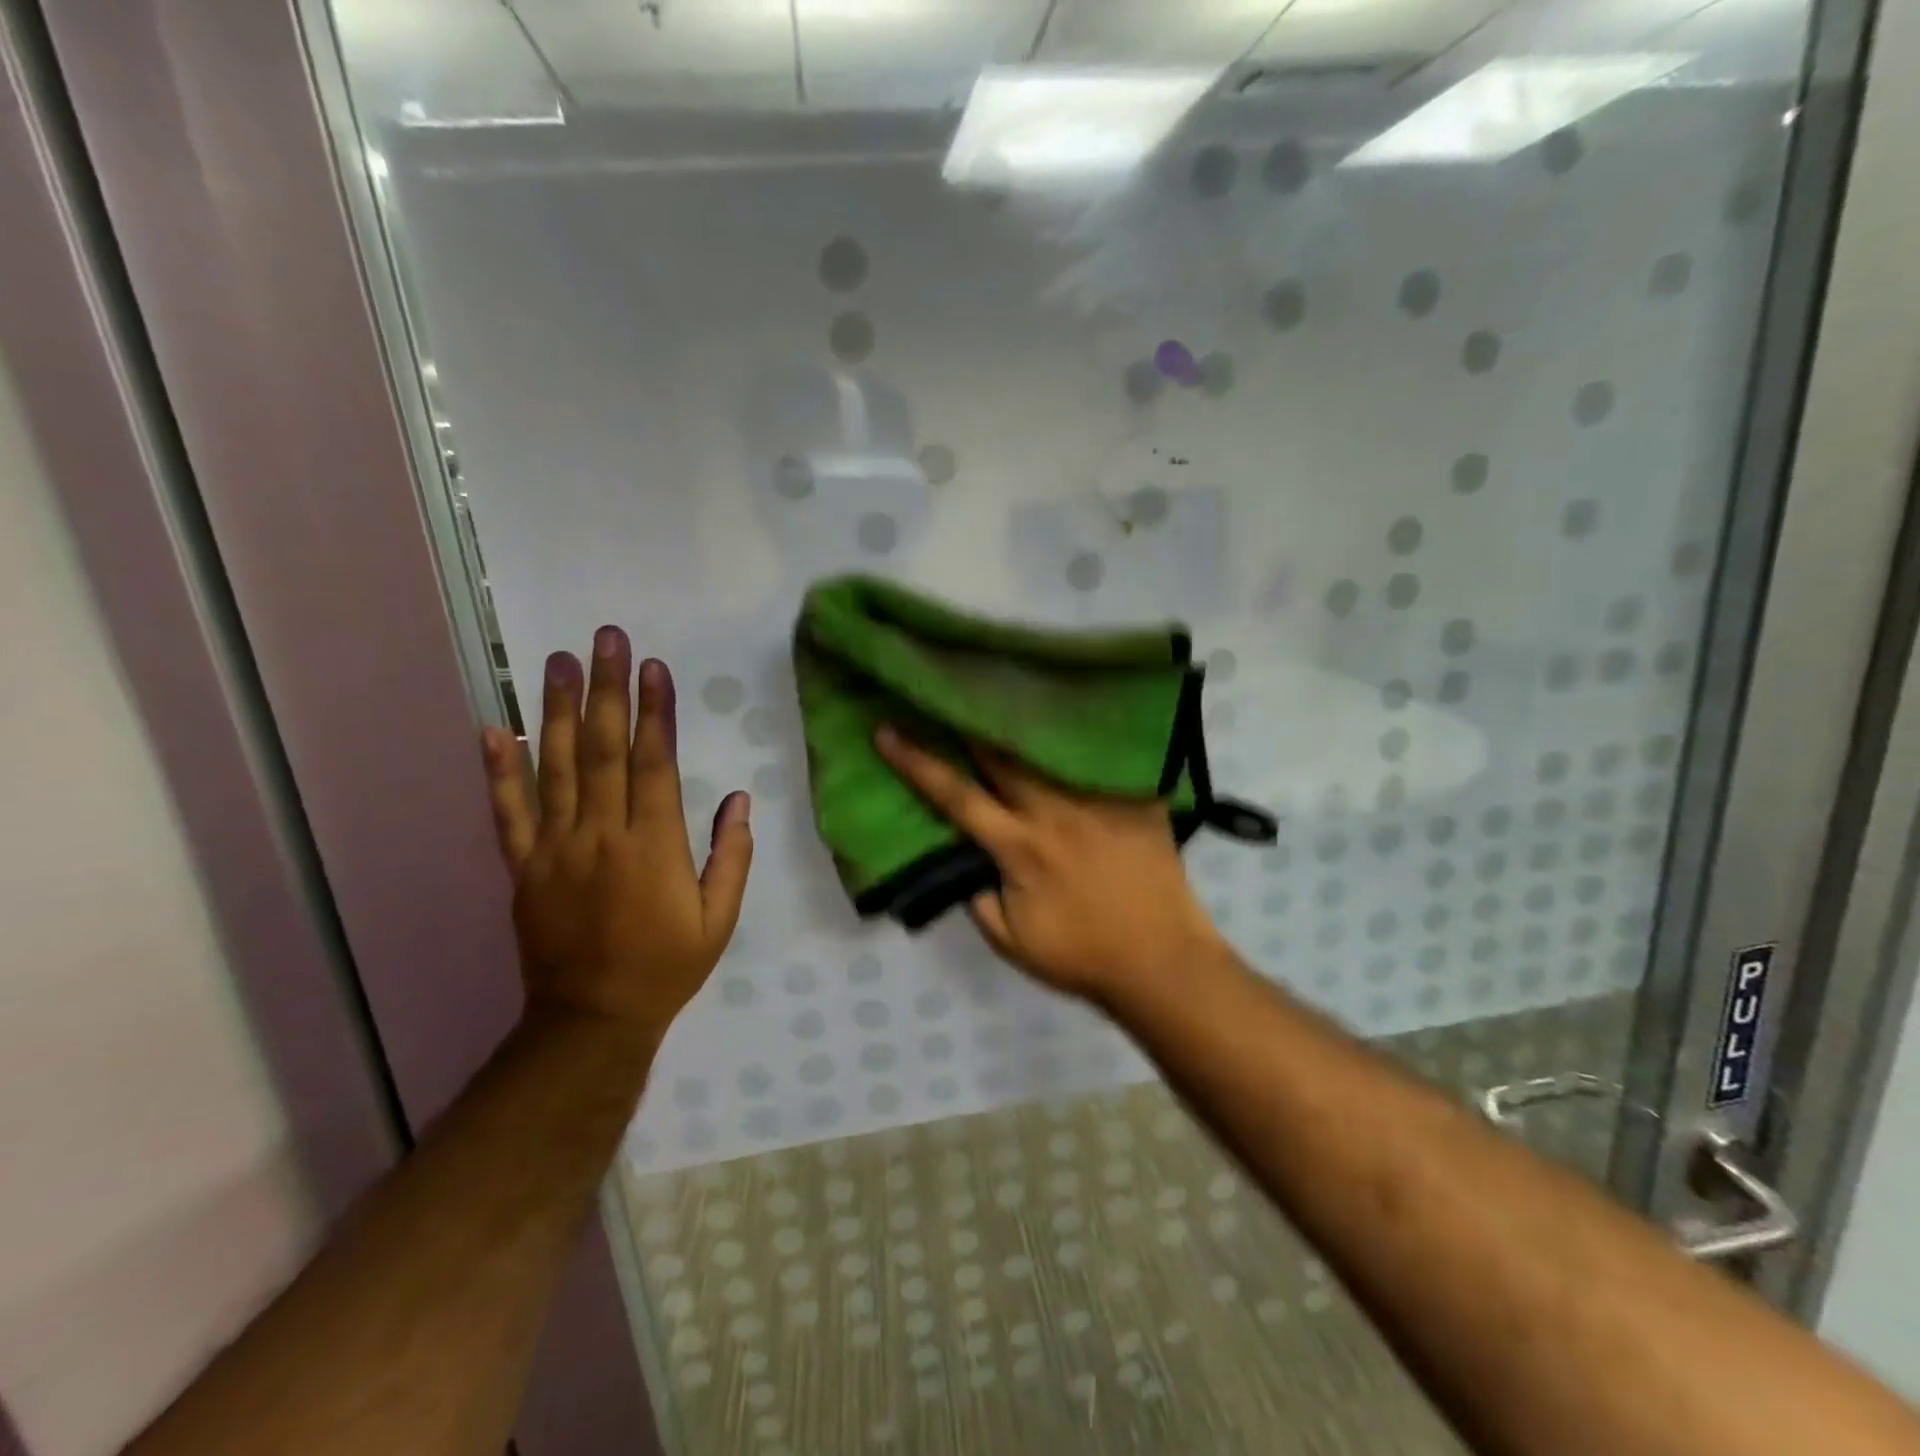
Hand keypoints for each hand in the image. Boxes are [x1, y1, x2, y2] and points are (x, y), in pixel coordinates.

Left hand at [481, 628, 752, 1044]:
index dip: (655, 712)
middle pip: (603, 750)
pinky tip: (494, 728)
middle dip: (607, 690)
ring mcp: (555, 849)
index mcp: (653, 846)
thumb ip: (733, 856)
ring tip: (559, 662)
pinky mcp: (523, 868)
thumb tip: (741, 798)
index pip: (654, 763)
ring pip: (555, 768)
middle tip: (606, 639)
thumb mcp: (720, 920)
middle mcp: (601, 835)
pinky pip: (507, 813)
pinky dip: (498, 770)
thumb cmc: (666, 967)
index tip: (654, 667)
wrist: (591, 1020)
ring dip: (557, 711)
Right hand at [874, 727, 1224, 1002]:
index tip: (886, 731)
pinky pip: (1106, 759)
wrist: (1162, 963)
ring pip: (1051, 749)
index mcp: (1018, 846)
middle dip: (970, 722)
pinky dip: (1083, 740)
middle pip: (1002, 755)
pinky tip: (1074, 716)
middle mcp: (1054, 811)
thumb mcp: (1012, 942)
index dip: (916, 762)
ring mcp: (1099, 800)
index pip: (956, 796)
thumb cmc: (1082, 957)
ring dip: (1021, 724)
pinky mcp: (1137, 800)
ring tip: (1002, 694)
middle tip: (948, 694)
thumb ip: (978, 899)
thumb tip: (963, 863)